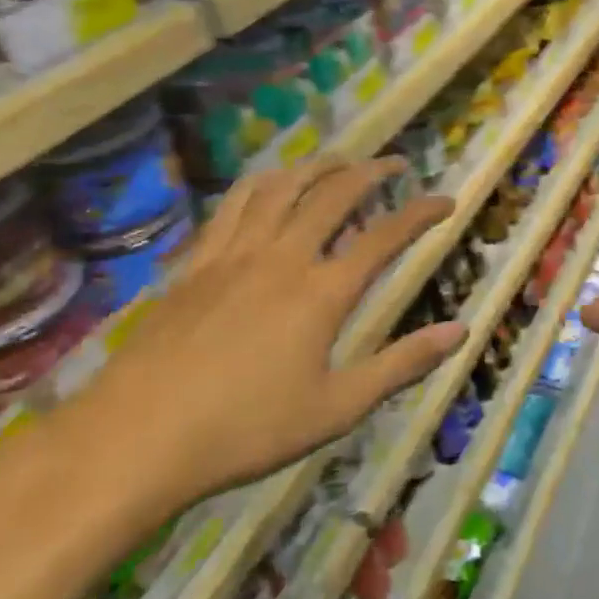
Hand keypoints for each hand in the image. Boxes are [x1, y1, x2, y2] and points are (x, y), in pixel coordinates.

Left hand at [53, 158, 464, 531]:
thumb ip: (402, 364)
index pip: (385, 237)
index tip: (447, 200)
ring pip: (280, 188)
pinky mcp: (196, 264)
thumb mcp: (338, 407)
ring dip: (316, 166)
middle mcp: (281, 257)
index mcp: (322, 293)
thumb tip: (461, 330)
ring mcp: (233, 256)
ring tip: (338, 161)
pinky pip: (232, 206)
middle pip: (332, 195)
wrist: (138, 438)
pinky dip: (262, 184)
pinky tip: (268, 187)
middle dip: (370, 172)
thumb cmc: (247, 429)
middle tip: (395, 163)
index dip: (421, 214)